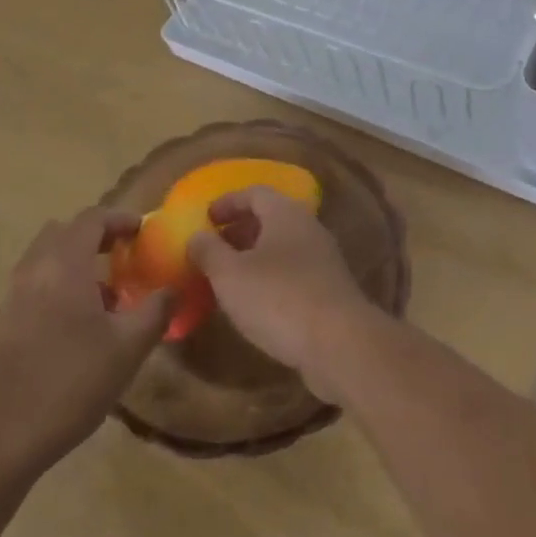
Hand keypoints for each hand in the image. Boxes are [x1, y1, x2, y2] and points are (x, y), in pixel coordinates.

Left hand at [0, 207, 172, 480]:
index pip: (92, 218)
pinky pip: (34, 285)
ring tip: (103, 295)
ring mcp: (13, 296)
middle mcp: (35, 269)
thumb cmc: (70, 384)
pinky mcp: (1, 323)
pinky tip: (75, 326)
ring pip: (46, 258)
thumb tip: (173, 289)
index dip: (119, 219)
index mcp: (65, 264)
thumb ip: (156, 312)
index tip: (142, 231)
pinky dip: (57, 286)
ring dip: (75, 262)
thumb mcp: (128, 349)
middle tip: (121, 255)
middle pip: (64, 232)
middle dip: (95, 236)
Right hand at [186, 186, 384, 402]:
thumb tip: (195, 236)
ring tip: (228, 279)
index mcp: (285, 213)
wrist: (340, 343)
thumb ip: (209, 252)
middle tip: (213, 249)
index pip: (254, 193)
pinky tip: (255, 304)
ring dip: (254, 256)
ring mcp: (322, 259)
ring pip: (282, 247)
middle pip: (270, 218)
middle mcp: (307, 227)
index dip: (228, 202)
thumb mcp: (230, 275)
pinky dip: (271, 278)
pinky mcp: (329, 289)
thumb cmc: (279, 298)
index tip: (205, 218)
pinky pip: (293, 272)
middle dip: (239, 230)